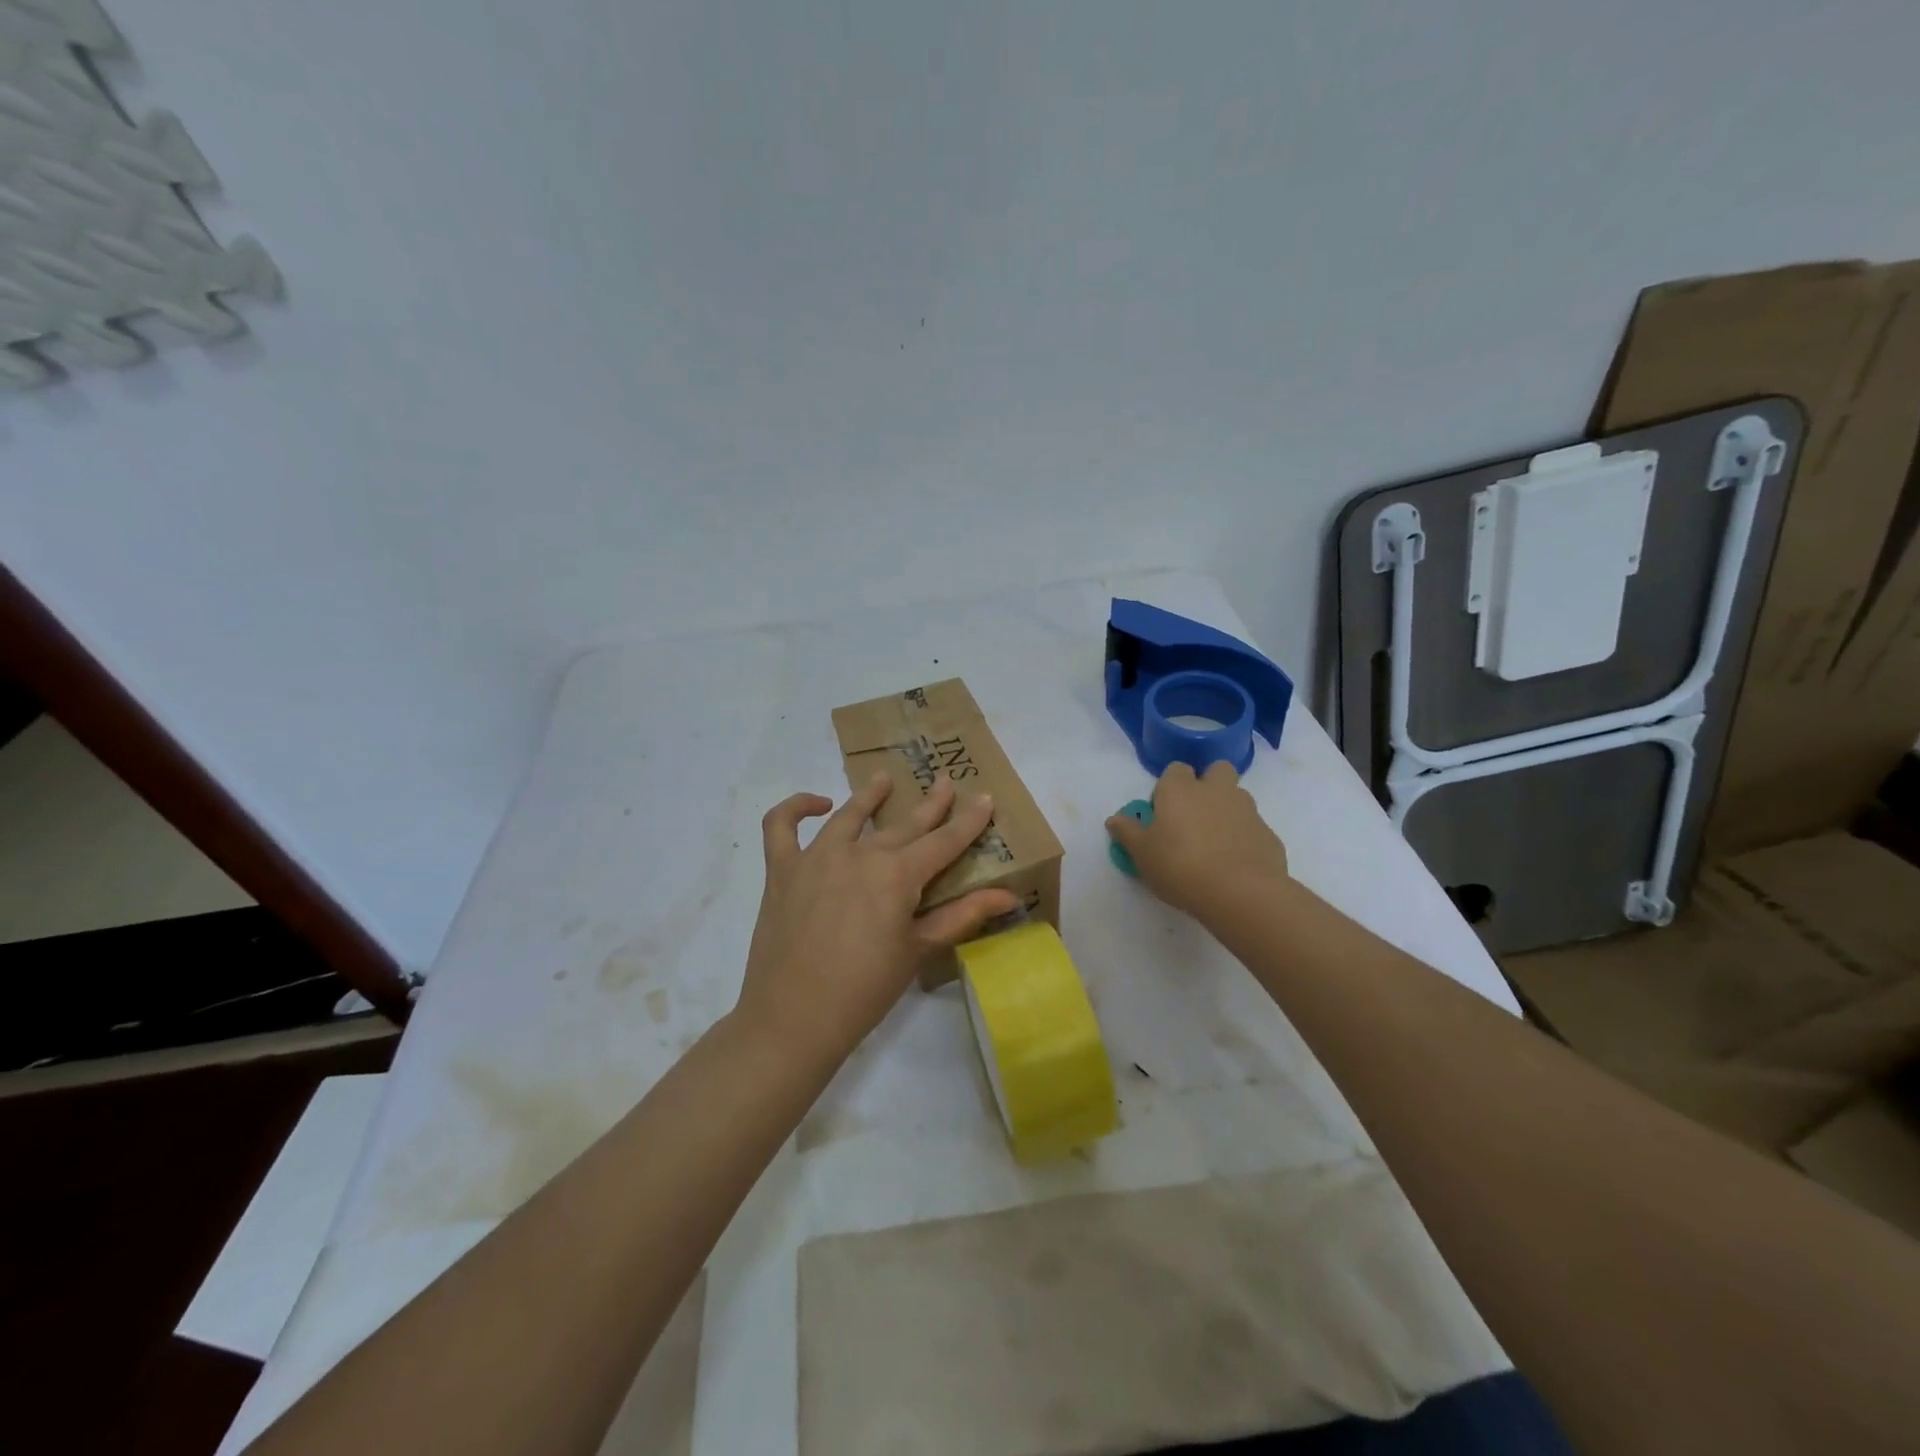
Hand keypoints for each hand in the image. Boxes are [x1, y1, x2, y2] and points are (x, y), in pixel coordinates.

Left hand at [737, 774, 1018, 1060]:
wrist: (793, 1018)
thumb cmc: (865, 990)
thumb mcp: (918, 950)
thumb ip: (962, 915)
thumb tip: (1008, 896)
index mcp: (897, 875)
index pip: (943, 841)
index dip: (968, 821)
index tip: (985, 798)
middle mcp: (859, 854)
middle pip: (904, 824)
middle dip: (930, 804)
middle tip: (945, 782)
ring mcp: (816, 857)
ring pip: (849, 815)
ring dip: (870, 795)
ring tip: (884, 779)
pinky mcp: (782, 869)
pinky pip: (782, 826)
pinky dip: (795, 808)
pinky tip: (817, 804)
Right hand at [1106, 761, 1289, 922]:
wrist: (1241, 893)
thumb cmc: (1180, 866)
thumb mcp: (1142, 854)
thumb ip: (1127, 832)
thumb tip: (1114, 819)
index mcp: (1180, 790)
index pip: (1175, 770)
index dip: (1169, 787)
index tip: (1163, 812)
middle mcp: (1216, 790)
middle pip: (1216, 770)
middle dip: (1208, 784)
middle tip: (1194, 816)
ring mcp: (1247, 810)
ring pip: (1237, 797)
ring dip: (1227, 810)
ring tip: (1214, 843)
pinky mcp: (1268, 834)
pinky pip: (1252, 828)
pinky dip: (1244, 838)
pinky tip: (1235, 864)